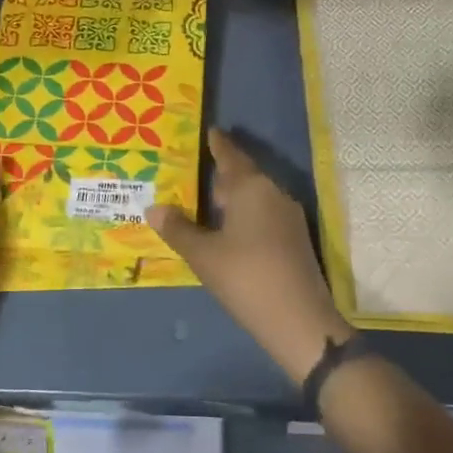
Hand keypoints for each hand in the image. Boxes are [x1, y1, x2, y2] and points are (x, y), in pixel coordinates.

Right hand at [146, 128, 352, 383]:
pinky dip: (242, 215)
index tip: (209, 131)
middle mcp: (273, 194)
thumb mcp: (203, 255)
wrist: (299, 321)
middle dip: (219, 174)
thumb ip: (178, 229)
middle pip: (242, 176)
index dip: (217, 145)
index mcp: (251, 188)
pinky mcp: (293, 240)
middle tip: (191, 171)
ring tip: (203, 201)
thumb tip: (153, 207)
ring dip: (231, 198)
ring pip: (253, 197)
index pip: (230, 156)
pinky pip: (262, 215)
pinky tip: (225, 229)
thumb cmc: (245, 278)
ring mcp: (287, 217)